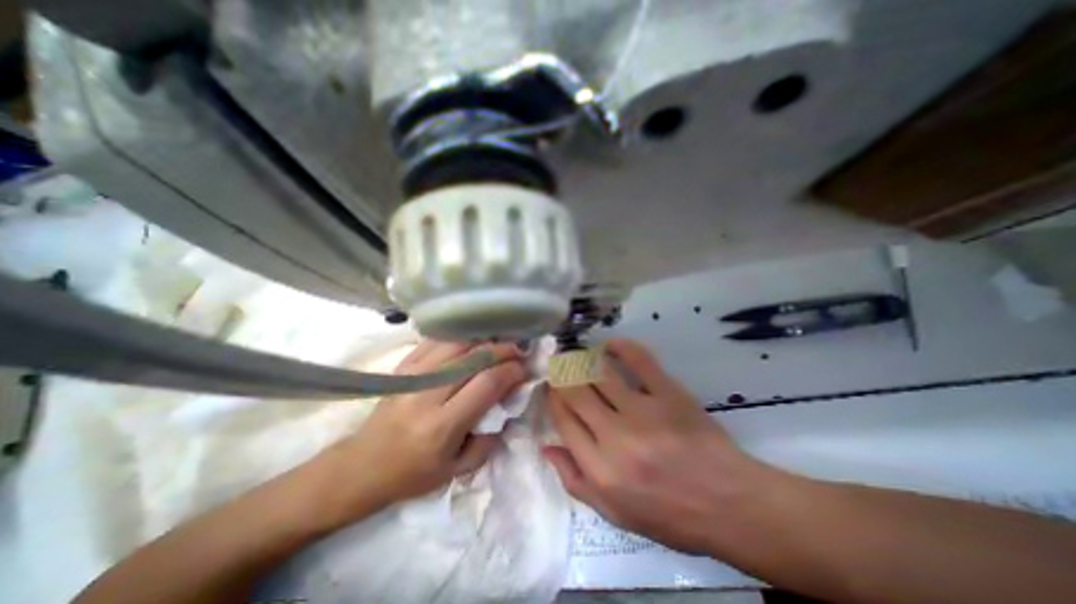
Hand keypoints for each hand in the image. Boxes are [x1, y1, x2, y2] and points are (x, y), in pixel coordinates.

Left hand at [314, 341, 527, 523]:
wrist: (362, 466)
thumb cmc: (412, 474)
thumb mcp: (457, 471)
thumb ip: (489, 441)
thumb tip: (507, 406)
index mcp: (442, 426)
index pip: (486, 384)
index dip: (510, 371)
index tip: (524, 370)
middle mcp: (427, 395)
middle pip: (474, 358)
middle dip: (503, 350)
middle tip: (518, 351)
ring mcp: (412, 376)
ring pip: (457, 344)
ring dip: (484, 340)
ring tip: (499, 344)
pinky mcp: (403, 367)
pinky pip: (437, 341)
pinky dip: (460, 337)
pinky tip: (473, 341)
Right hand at [542, 338, 777, 553]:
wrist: (729, 505)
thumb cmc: (669, 514)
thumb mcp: (615, 513)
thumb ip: (575, 480)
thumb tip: (547, 446)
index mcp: (600, 468)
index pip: (562, 419)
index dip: (552, 397)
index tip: (551, 387)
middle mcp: (616, 437)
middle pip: (575, 391)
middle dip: (561, 373)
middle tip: (558, 364)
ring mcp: (644, 412)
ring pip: (599, 372)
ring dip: (582, 359)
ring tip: (577, 354)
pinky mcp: (669, 394)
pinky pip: (638, 360)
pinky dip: (619, 347)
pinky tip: (609, 346)